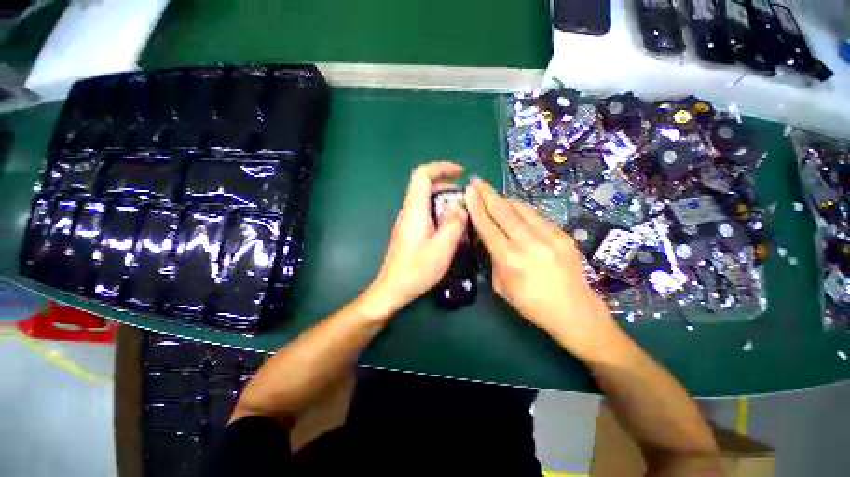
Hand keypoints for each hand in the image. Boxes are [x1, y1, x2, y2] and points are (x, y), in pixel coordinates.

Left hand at [363, 162, 467, 318]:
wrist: (393, 289)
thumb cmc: (416, 269)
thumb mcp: (442, 247)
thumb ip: (454, 224)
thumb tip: (461, 209)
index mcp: (414, 210)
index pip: (422, 175)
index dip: (441, 167)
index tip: (460, 172)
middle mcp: (409, 211)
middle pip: (426, 187)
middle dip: (448, 187)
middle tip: (466, 200)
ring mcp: (407, 222)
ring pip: (427, 201)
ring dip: (445, 202)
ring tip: (462, 215)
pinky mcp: (409, 232)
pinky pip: (426, 214)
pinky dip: (440, 214)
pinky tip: (450, 229)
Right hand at [464, 178, 619, 358]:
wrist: (575, 311)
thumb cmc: (532, 304)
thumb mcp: (502, 286)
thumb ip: (495, 259)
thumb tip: (492, 239)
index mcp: (510, 259)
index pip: (488, 226)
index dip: (476, 207)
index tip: (468, 192)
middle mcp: (529, 243)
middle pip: (503, 211)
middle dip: (487, 194)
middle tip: (476, 181)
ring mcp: (549, 236)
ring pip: (521, 209)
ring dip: (504, 199)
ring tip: (493, 193)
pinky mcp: (562, 235)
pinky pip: (536, 216)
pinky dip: (521, 210)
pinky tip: (514, 207)